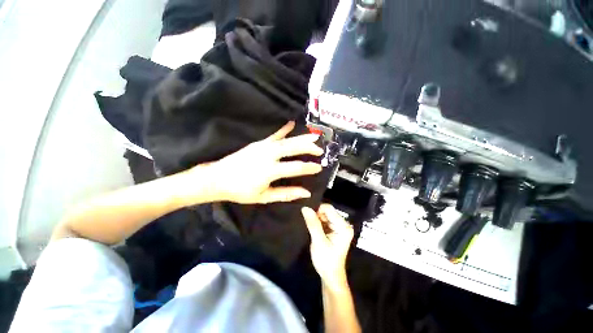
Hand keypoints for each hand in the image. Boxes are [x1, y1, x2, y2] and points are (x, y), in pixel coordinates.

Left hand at [195, 121, 323, 203]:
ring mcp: (263, 147)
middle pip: (293, 148)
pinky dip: (284, 129)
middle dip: (308, 147)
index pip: (296, 167)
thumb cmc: (241, 191)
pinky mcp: (258, 143)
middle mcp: (268, 155)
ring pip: (287, 140)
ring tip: (314, 135)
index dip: (309, 167)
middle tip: (320, 149)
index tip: (319, 167)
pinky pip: (274, 135)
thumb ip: (286, 194)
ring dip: (302, 138)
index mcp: (270, 170)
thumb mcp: (264, 197)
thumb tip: (305, 193)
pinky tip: (292, 123)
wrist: (218, 178)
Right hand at [302, 204, 353, 289]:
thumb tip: (305, 208)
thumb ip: (313, 224)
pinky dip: (318, 223)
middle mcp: (343, 224)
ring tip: (312, 229)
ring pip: (324, 215)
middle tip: (310, 226)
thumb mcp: (318, 242)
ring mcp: (339, 226)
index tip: (309, 219)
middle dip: (317, 216)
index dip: (317, 210)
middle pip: (327, 211)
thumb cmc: (326, 261)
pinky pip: (324, 220)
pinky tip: (315, 230)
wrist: (330, 276)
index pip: (329, 209)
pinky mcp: (334, 229)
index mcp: (343, 226)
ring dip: (316, 220)